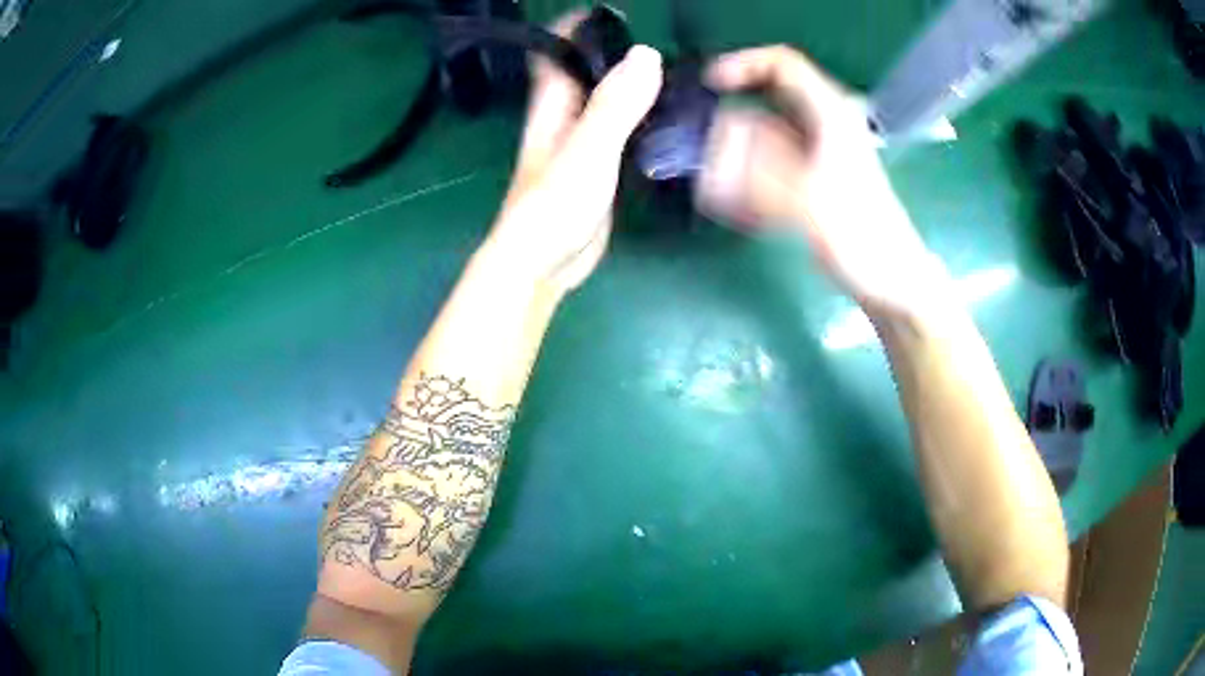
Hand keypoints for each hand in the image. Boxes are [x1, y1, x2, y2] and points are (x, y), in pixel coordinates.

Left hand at [485, 12, 662, 295]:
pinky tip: (668, 118)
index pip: (557, 52)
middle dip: (616, 52)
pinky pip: (622, 132)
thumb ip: (614, 105)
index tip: (612, 13)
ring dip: (634, 85)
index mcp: (552, 106)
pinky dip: (642, 119)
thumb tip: (645, 55)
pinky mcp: (601, 169)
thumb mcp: (587, 150)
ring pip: (607, 101)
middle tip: (660, 43)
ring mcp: (583, 144)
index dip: (577, 27)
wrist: (544, 264)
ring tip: (675, 73)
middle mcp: (565, 118)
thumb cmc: (553, 206)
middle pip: (587, 72)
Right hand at [697, 46, 945, 315]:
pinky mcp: (811, 180)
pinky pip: (767, 168)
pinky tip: (739, 206)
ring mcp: (815, 155)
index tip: (708, 85)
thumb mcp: (811, 202)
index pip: (783, 65)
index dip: (743, 64)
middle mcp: (821, 126)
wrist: (892, 280)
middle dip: (730, 127)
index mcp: (831, 115)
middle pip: (763, 105)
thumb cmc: (864, 239)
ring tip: (719, 191)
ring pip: (762, 140)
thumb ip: (759, 173)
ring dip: (735, 160)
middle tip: (707, 158)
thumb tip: (714, 149)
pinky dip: (748, 181)